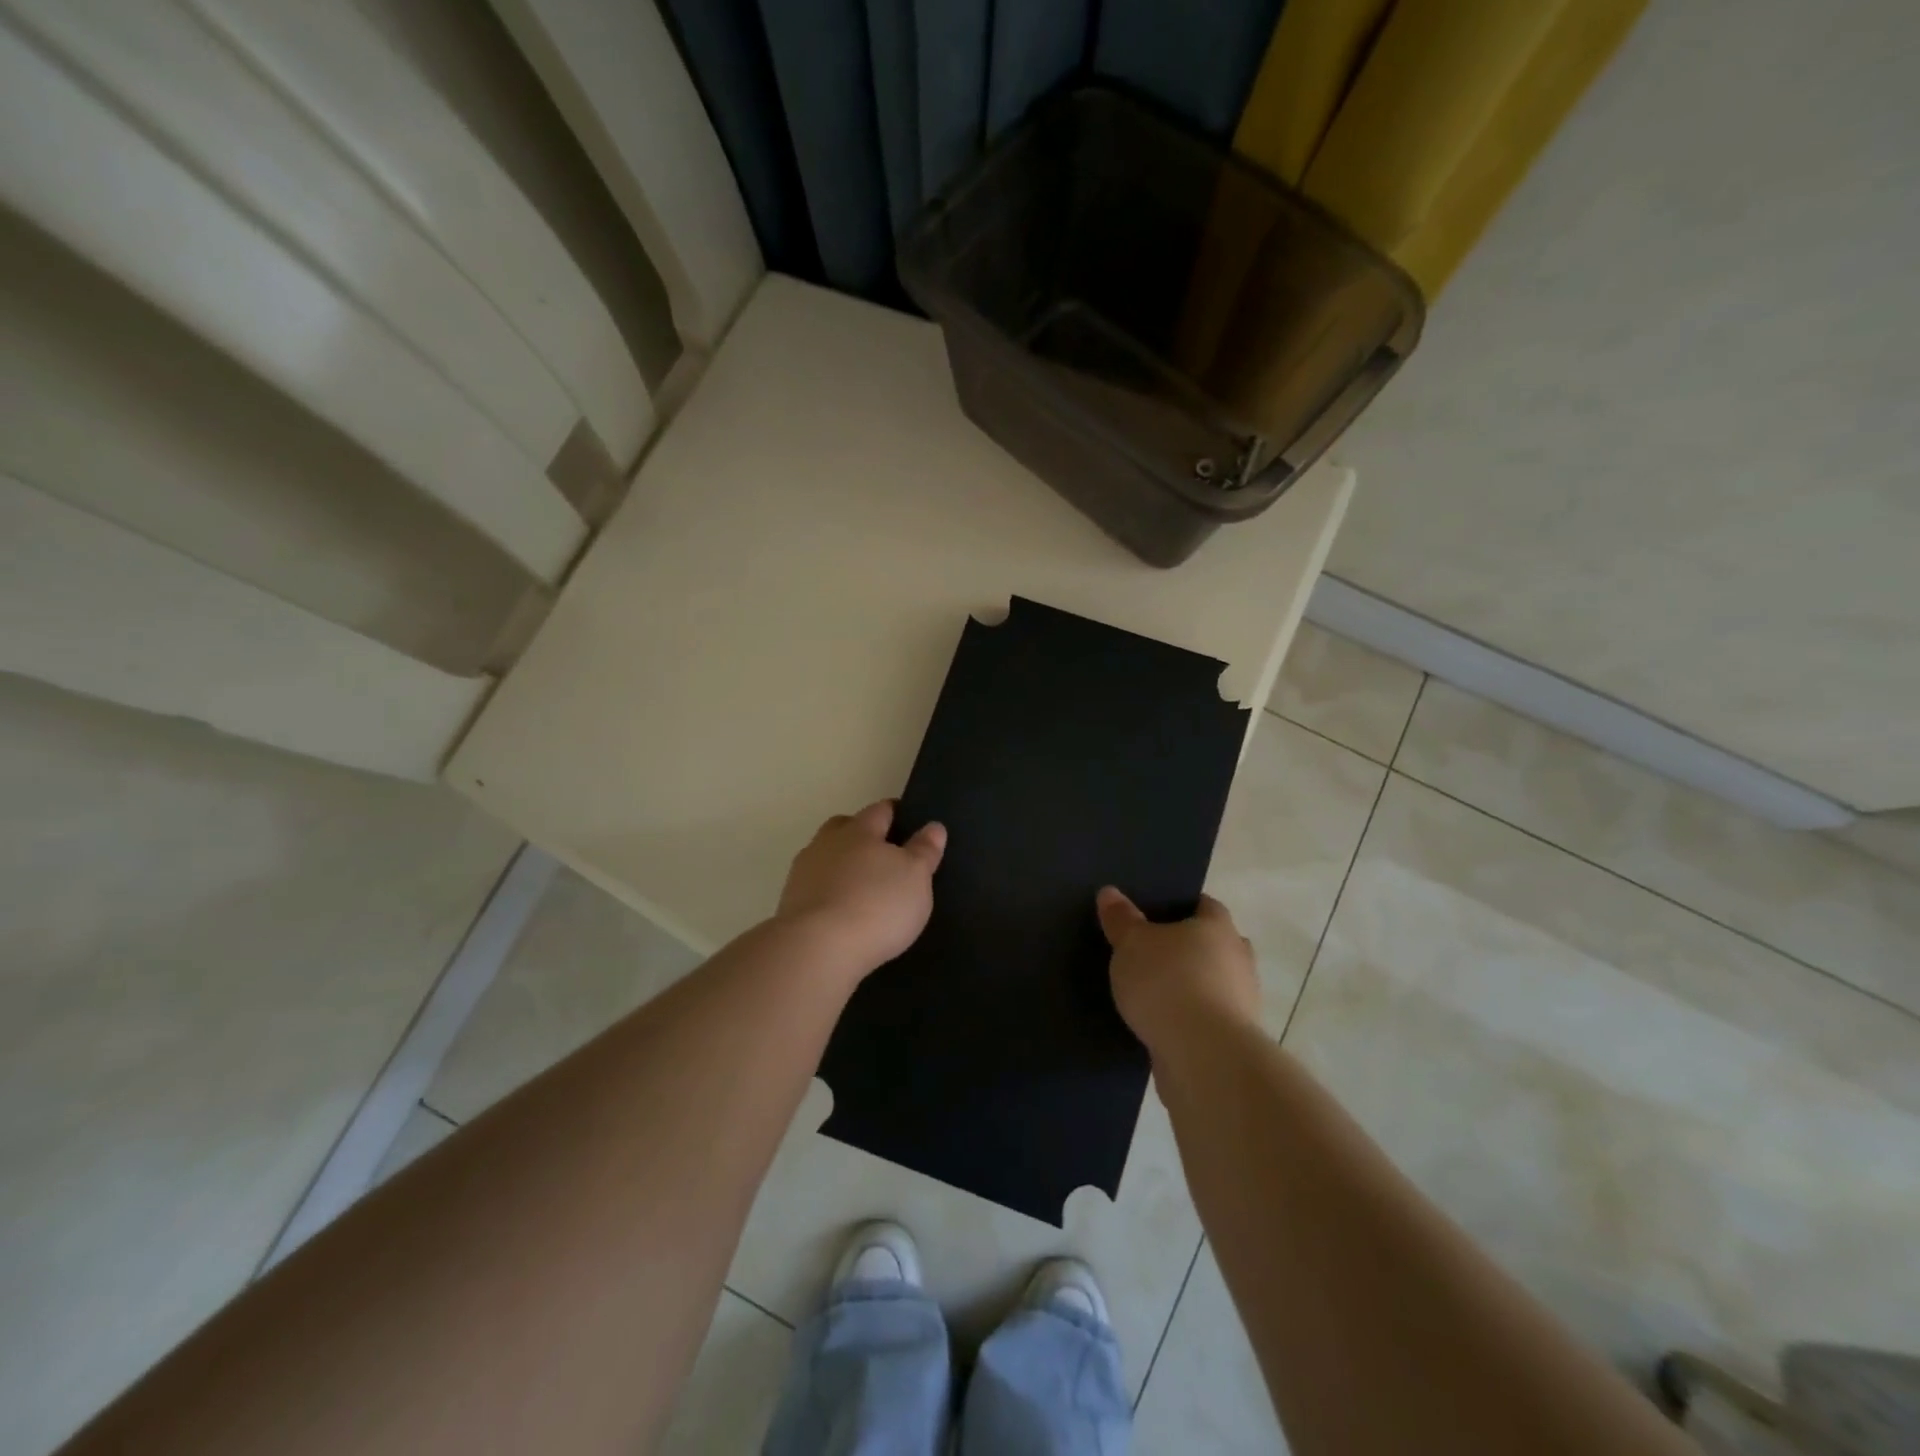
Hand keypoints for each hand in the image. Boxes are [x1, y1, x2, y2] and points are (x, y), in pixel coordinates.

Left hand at [777, 801, 946, 975]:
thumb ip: (924, 850)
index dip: (895, 812)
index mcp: (860, 830)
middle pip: (844, 827)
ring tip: (860, 888)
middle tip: (882, 853)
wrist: (817, 949)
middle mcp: (827, 843)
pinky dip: (828, 893)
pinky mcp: (789, 903)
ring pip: (825, 856)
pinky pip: (814, 887)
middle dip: (861, 834)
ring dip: (841, 865)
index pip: (880, 810)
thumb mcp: (915, 877)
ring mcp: (803, 873)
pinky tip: (841, 911)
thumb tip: (933, 826)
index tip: (908, 820)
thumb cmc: (877, 905)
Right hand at [1096, 888, 1259, 1054]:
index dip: (1179, 907)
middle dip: (1185, 948)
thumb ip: (1121, 919)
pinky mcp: (1233, 1039)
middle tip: (1150, 952)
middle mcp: (1238, 959)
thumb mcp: (1131, 944)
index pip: (1204, 905)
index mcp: (1218, 927)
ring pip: (1211, 983)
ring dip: (1189, 986)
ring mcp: (1241, 1001)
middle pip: (1212, 945)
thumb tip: (1109, 893)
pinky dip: (1187, 1018)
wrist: (1203, 1057)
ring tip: (1150, 992)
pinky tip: (1160, 1023)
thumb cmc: (1168, 983)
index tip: (1152, 915)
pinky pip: (1206, 1017)